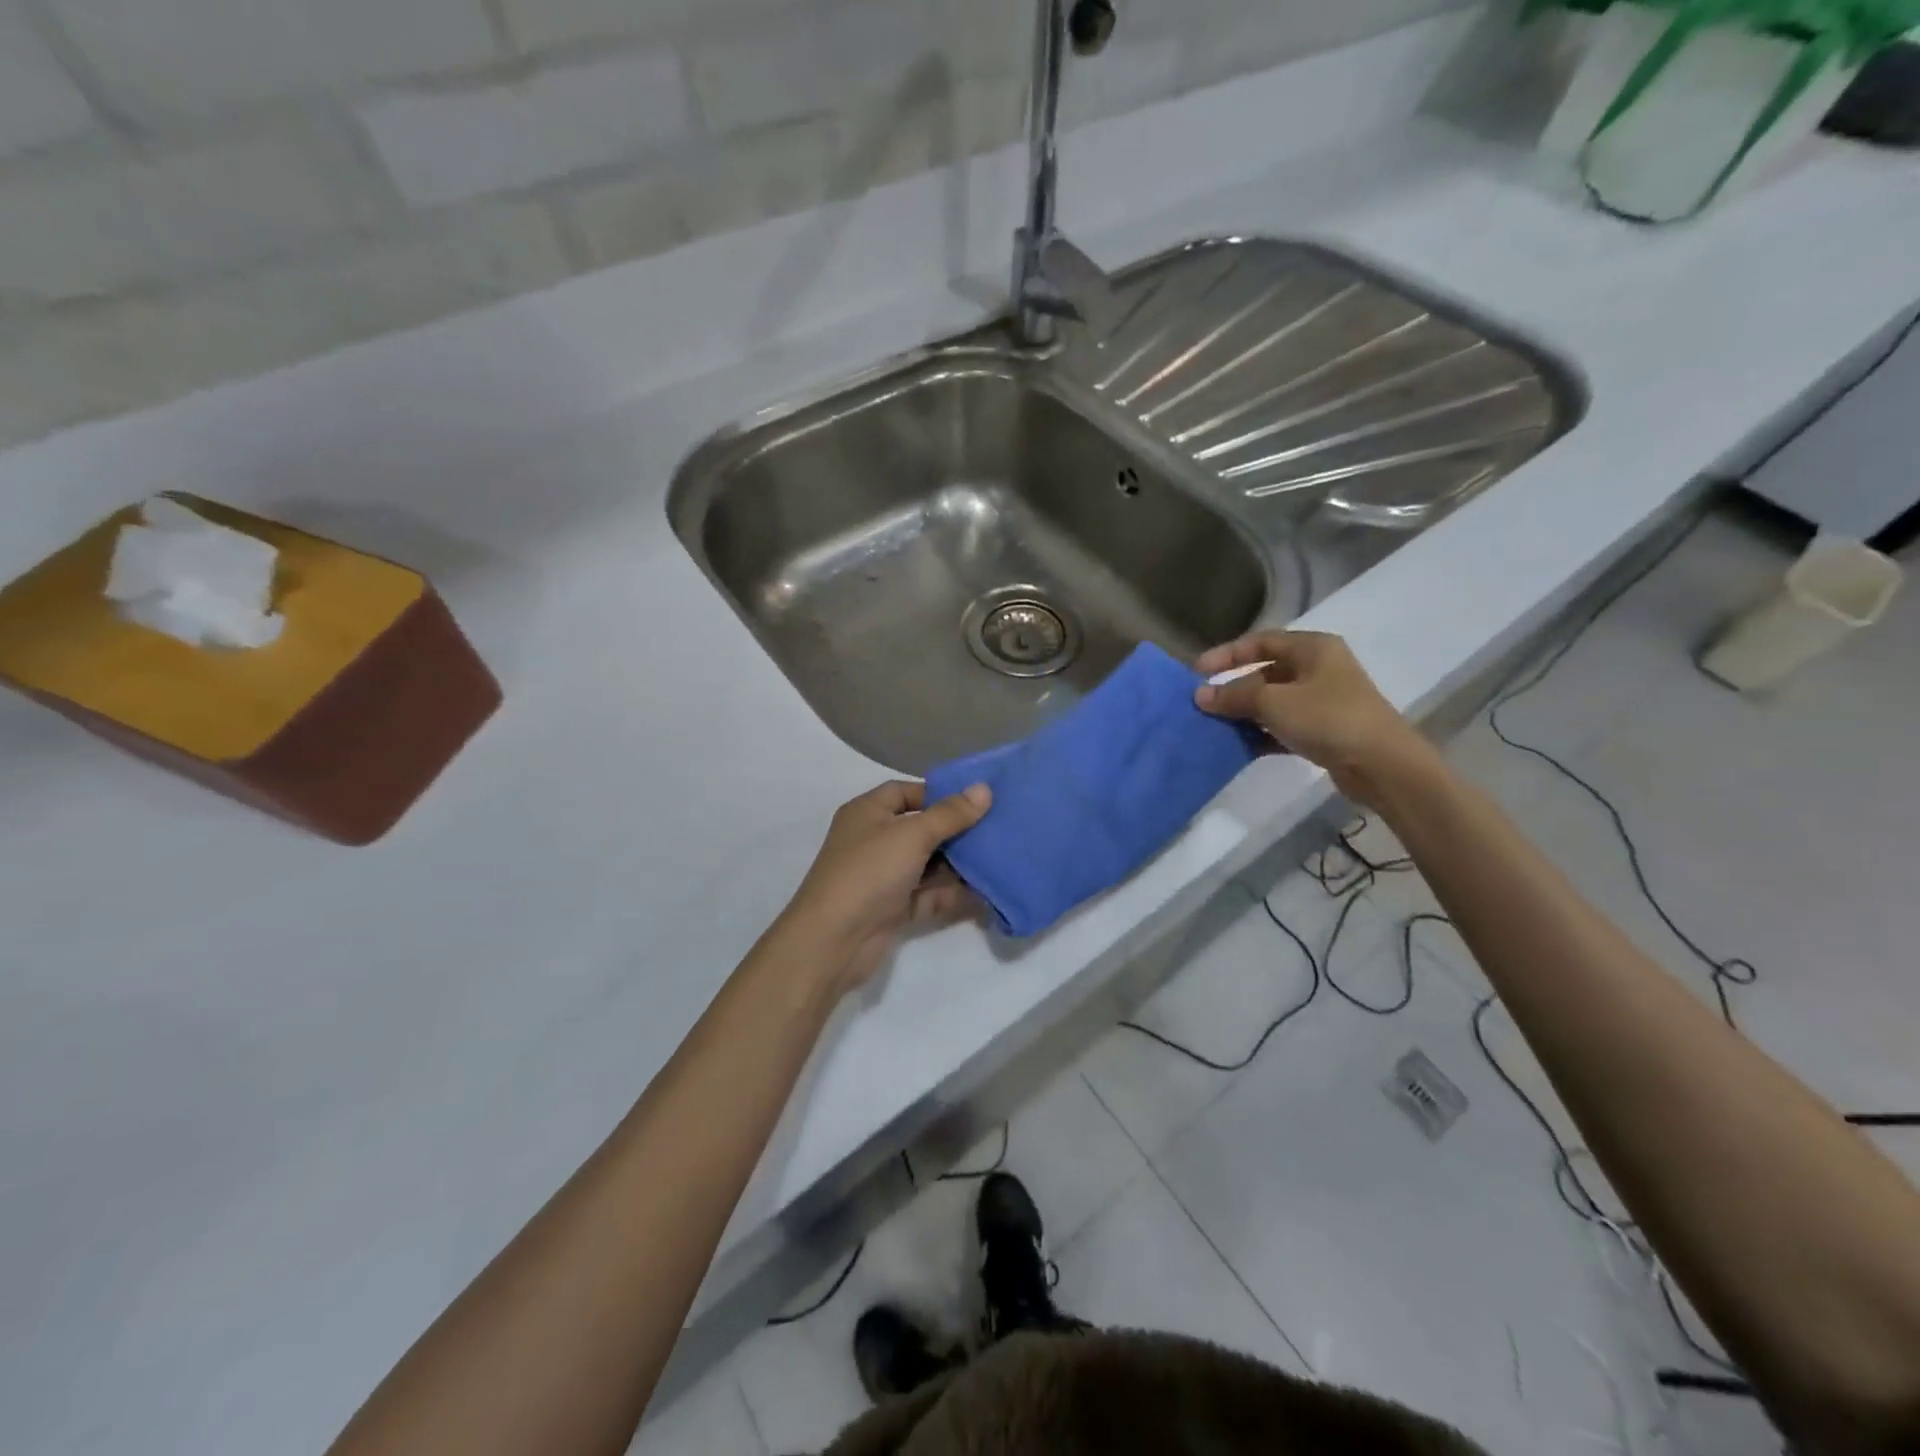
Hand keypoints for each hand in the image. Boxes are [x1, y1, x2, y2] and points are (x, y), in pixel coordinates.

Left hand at [777, 780, 992, 994]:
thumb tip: (984, 789)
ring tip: (1000, 858)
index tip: (975, 801)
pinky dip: (952, 893)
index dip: (938, 794)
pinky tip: (987, 892)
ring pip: (928, 864)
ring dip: (959, 864)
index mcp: (868, 812)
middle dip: (956, 831)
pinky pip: (928, 895)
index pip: (905, 792)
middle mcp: (873, 840)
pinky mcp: (893, 909)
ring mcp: (883, 877)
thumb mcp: (913, 835)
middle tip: (997, 829)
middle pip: (921, 829)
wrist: (833, 941)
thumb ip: (950, 814)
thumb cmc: (869, 872)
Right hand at [1193, 631, 1432, 808]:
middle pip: (1265, 672)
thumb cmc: (1328, 719)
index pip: (1261, 641)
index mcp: (1313, 648)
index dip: (1228, 654)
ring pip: (1272, 701)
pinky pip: (1282, 726)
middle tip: (1203, 703)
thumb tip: (1200, 695)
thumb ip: (1235, 696)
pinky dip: (1261, 733)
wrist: (1382, 765)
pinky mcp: (1323, 731)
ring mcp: (1322, 701)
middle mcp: (1319, 669)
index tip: (1198, 671)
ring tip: (1214, 726)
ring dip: (1244, 713)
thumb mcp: (1275, 702)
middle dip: (1233, 688)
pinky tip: (1238, 746)